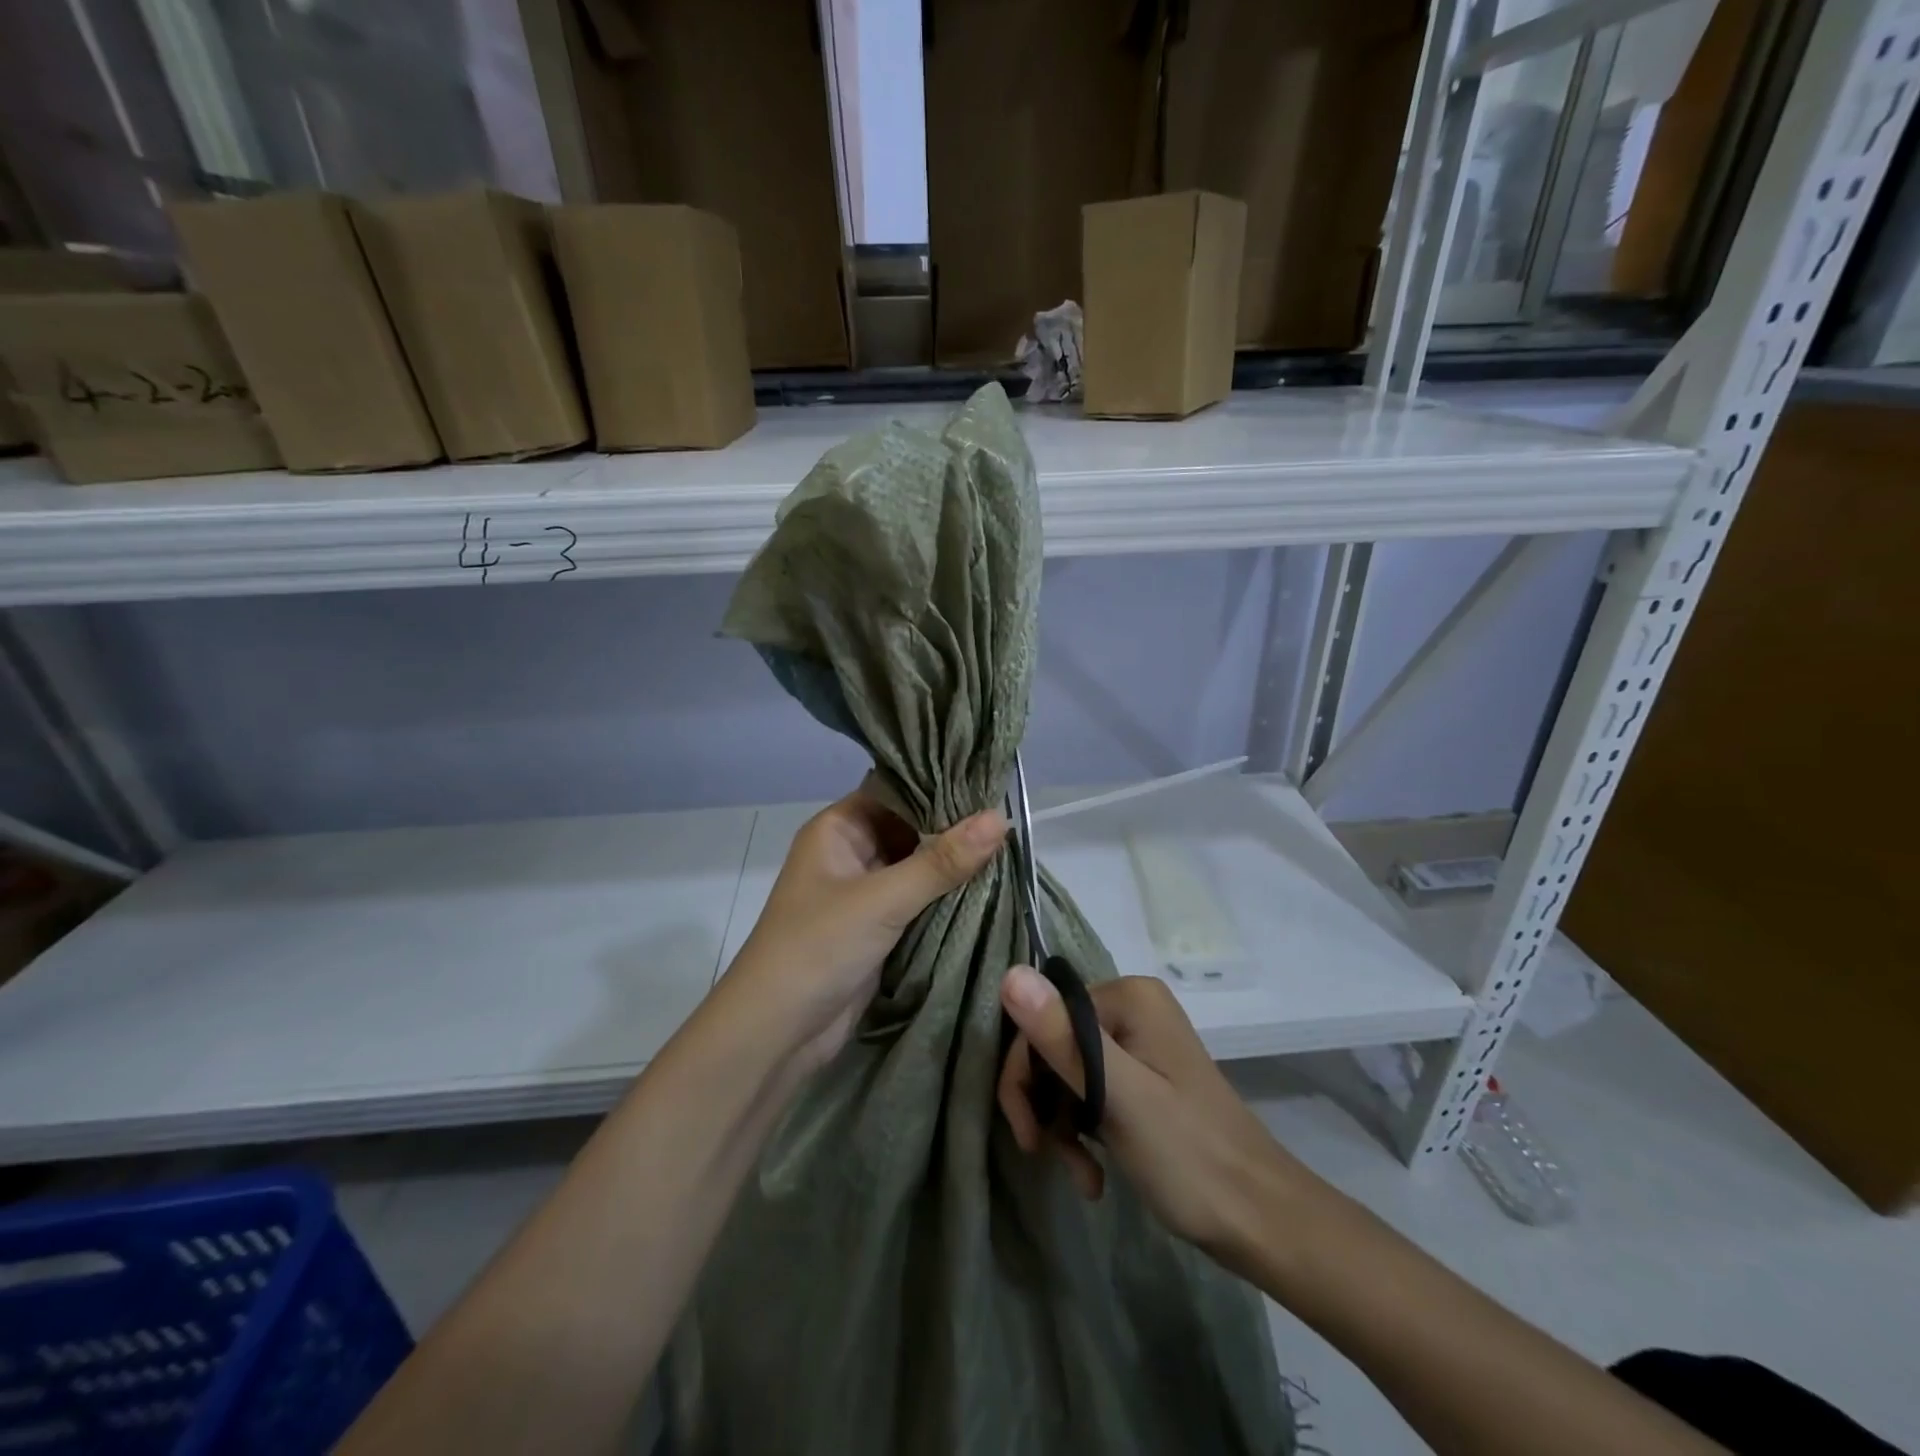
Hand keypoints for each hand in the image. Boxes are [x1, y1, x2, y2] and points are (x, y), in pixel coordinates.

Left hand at [723, 782, 1005, 1072]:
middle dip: (952, 829)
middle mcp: (850, 853)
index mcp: (838, 829)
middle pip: (909, 829)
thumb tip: (1001, 817)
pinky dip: (945, 898)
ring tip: (1010, 849)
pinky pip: (917, 902)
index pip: (895, 791)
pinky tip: (987, 889)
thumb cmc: (818, 946)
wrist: (777, 1032)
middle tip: (1009, 819)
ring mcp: (863, 893)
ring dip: (952, 866)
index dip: (938, 787)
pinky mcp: (876, 928)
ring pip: (916, 867)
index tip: (988, 783)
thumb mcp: (883, 899)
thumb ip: (942, 861)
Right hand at [997, 969, 1312, 1265]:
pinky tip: (1092, 1175)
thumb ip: (1063, 1038)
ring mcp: (1138, 1043)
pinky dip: (1083, 1132)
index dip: (1024, 1075)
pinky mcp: (1141, 1078)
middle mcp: (1130, 1007)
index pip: (1042, 1018)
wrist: (1263, 1222)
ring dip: (1062, 1126)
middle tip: (1047, 1156)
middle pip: (1052, 1045)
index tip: (1028, 1135)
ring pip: (1066, 1073)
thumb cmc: (1191, 1157)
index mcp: (1127, 997)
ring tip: (1081, 1175)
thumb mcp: (1119, 1097)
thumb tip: (1009, 973)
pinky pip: (1089, 1092)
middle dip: (1045, 1104)